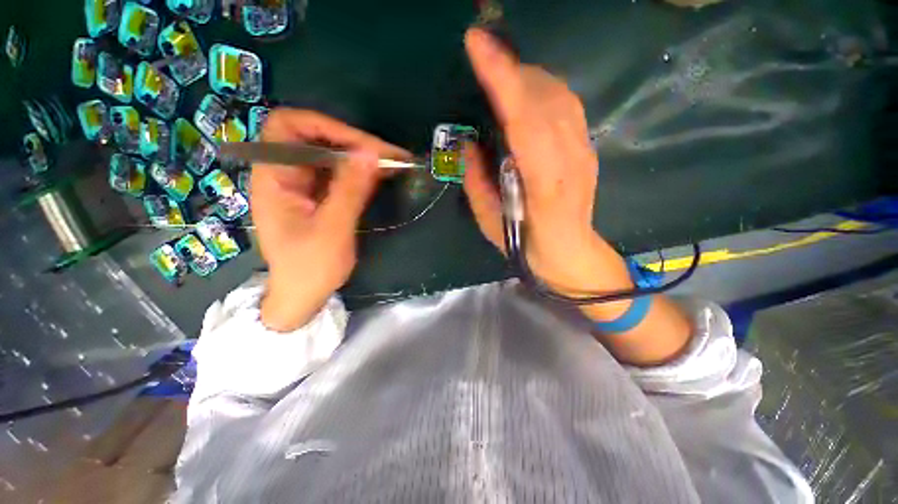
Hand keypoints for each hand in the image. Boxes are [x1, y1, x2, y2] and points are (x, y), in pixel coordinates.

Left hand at [252, 110, 410, 331]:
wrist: (303, 296)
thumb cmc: (310, 268)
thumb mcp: (332, 230)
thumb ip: (350, 190)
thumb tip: (371, 154)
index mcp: (274, 178)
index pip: (289, 127)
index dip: (325, 126)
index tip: (363, 145)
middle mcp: (286, 175)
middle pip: (316, 139)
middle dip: (354, 143)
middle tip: (391, 156)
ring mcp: (304, 186)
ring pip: (333, 157)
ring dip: (363, 157)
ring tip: (395, 164)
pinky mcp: (319, 197)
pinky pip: (341, 175)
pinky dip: (362, 173)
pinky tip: (383, 176)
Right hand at [462, 28, 614, 294]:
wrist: (568, 253)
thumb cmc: (525, 245)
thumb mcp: (490, 221)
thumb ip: (476, 181)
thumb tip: (466, 143)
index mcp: (544, 184)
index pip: (524, 120)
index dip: (502, 78)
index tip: (477, 43)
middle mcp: (570, 160)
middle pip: (544, 97)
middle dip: (511, 69)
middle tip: (483, 57)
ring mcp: (584, 151)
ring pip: (560, 95)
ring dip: (527, 75)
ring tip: (502, 73)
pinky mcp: (587, 148)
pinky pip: (568, 105)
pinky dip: (544, 88)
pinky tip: (528, 92)